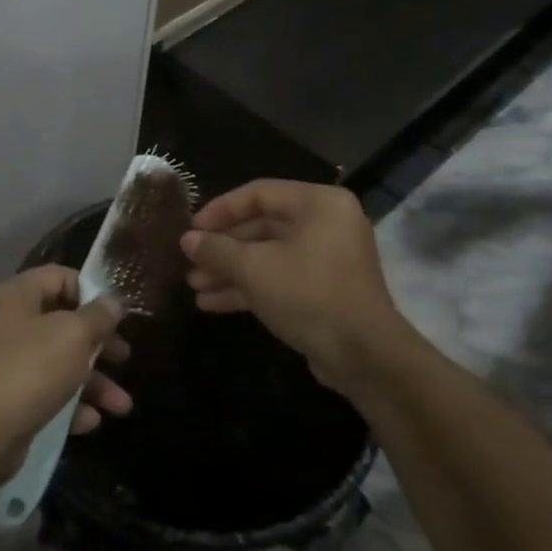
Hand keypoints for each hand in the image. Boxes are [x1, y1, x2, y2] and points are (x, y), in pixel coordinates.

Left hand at [0, 267, 132, 463]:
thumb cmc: (30, 369)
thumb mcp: (73, 335)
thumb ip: (98, 316)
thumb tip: (113, 300)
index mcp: (17, 295)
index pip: (59, 277)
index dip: (91, 292)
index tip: (116, 316)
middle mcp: (9, 323)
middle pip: (63, 323)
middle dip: (99, 344)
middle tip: (124, 358)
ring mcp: (7, 362)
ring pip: (59, 362)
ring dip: (94, 382)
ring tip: (122, 407)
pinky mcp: (9, 398)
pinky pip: (47, 393)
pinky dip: (71, 405)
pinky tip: (91, 422)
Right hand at [180, 180, 406, 390]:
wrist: (364, 356)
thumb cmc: (308, 295)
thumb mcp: (254, 268)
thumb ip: (217, 249)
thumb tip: (187, 240)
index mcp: (318, 204)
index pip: (258, 193)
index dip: (220, 210)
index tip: (192, 229)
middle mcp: (326, 224)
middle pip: (261, 226)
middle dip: (222, 248)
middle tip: (190, 261)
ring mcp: (327, 259)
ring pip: (267, 256)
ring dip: (230, 270)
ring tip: (195, 286)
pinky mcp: (324, 290)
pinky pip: (280, 278)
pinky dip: (249, 288)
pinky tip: (212, 303)